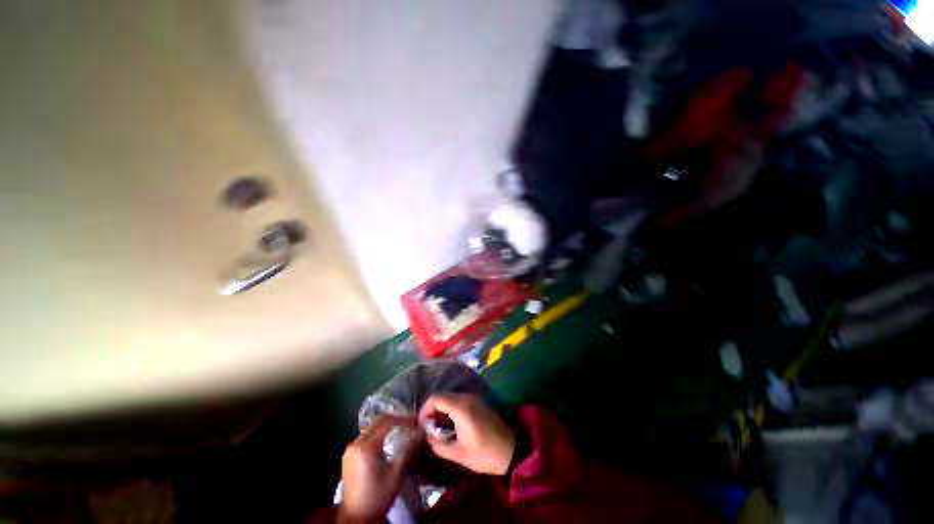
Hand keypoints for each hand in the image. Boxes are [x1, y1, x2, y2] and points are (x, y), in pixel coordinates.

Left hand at [338, 416, 420, 523]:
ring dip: (387, 425)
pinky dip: (378, 433)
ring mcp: (350, 449)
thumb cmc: (378, 496)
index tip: (416, 422)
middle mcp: (355, 444)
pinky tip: (388, 439)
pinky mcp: (349, 455)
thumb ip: (408, 449)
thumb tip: (421, 431)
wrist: (356, 518)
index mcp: (366, 448)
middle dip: (395, 420)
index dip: (403, 420)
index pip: (387, 423)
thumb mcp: (396, 474)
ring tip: (402, 429)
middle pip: (378, 422)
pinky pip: (366, 436)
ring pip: (371, 428)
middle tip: (410, 423)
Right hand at [419, 394, 514, 474]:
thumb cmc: (484, 454)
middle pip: (442, 396)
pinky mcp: (477, 402)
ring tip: (438, 429)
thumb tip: (427, 436)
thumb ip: (439, 444)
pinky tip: (450, 425)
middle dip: (432, 411)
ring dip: (441, 411)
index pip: (436, 398)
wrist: (510, 451)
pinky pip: (458, 401)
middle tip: (428, 429)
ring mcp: (473, 398)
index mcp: (461, 408)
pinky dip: (450, 410)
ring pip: (450, 398)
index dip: (425, 410)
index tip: (422, 426)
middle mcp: (466, 397)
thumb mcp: (458, 454)